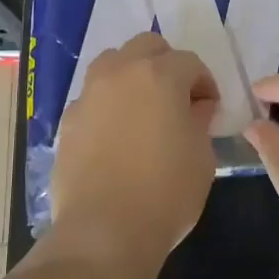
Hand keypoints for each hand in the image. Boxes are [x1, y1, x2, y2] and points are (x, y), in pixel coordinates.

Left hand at [52, 33, 218, 274]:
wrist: (103, 232)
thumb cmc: (165, 193)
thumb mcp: (201, 157)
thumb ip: (199, 121)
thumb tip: (194, 108)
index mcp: (159, 76)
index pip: (189, 62)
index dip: (205, 83)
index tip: (210, 109)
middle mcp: (120, 73)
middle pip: (147, 46)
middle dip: (167, 64)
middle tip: (178, 98)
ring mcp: (89, 94)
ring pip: (113, 62)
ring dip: (132, 74)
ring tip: (143, 109)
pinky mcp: (68, 119)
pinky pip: (93, 96)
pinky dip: (108, 103)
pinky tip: (116, 134)